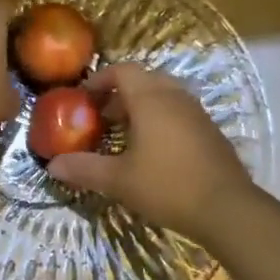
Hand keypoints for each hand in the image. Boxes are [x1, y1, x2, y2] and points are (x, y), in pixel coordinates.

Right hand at [44, 63, 254, 240]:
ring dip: (142, 106)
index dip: (100, 79)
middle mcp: (175, 97)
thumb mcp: (118, 180)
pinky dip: (161, 119)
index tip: (84, 98)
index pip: (123, 70)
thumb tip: (52, 165)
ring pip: (164, 95)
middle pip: (144, 79)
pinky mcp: (210, 131)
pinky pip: (179, 112)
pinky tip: (154, 151)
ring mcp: (197, 113)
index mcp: (151, 99)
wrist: (227, 209)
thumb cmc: (167, 186)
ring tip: (125, 133)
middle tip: (103, 116)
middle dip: (120, 93)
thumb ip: (84, 169)